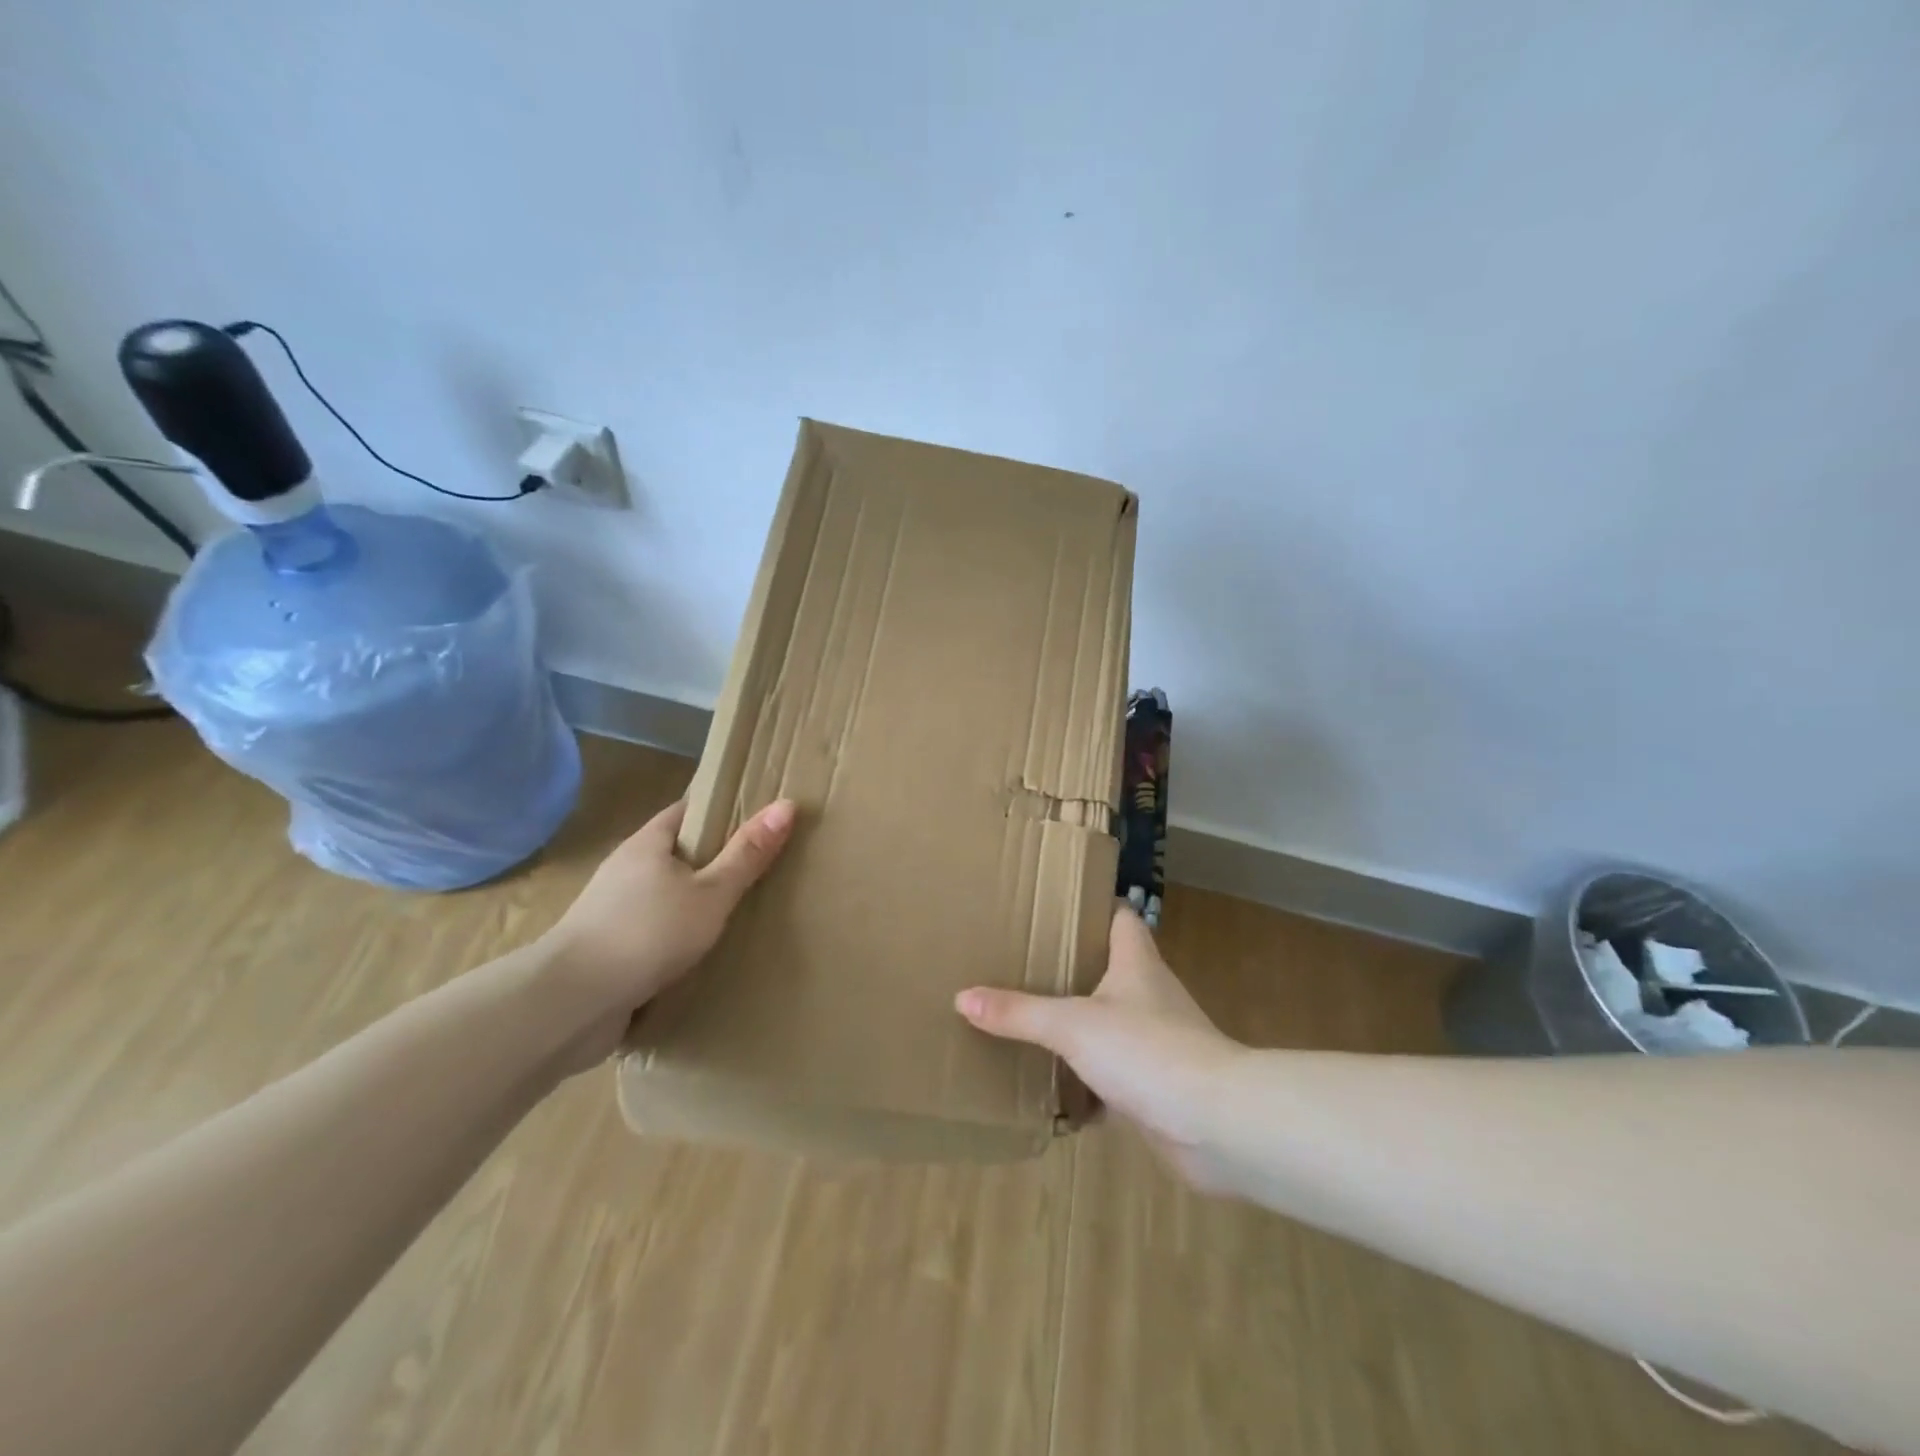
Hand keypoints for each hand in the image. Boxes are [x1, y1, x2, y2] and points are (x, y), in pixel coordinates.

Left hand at [538, 797, 795, 1070]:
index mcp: (648, 843)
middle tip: (761, 867)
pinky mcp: (610, 950)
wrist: (571, 1003)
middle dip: (714, 860)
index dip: (723, 809)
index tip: (759, 818)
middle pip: (677, 853)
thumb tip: (787, 805)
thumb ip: (747, 854)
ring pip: (666, 895)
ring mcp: (613, 911)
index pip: (688, 810)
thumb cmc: (648, 933)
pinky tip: (703, 952)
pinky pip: (654, 931)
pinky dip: (678, 935)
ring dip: (695, 902)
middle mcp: (626, 870)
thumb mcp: (711, 893)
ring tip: (739, 912)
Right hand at [956, 906, 1247, 1193]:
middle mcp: (1149, 994)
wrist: (1216, 1124)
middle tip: (1024, 962)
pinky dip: (1087, 1080)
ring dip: (1079, 1024)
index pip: (1120, 916)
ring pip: (1110, 1021)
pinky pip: (1113, 1073)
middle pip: (1110, 967)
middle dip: (1072, 967)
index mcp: (1136, 962)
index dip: (1093, 906)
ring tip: (1030, 1021)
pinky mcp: (1156, 1084)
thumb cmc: (1147, 1050)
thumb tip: (962, 997)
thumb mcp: (1072, 1025)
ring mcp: (1157, 1040)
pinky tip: (1054, 1088)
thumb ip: (1019, 1012)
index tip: (1055, 905)